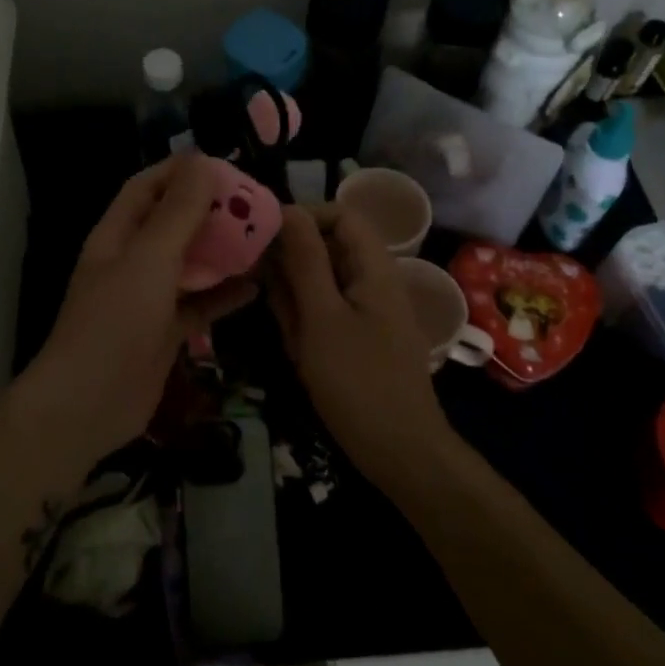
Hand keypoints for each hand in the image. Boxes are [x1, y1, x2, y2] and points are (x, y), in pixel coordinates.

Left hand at [22, 154, 256, 466]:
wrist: (88, 405)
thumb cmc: (115, 321)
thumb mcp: (149, 258)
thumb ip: (179, 212)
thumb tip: (203, 162)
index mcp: (118, 234)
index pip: (148, 187)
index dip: (181, 171)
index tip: (225, 165)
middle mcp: (132, 260)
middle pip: (173, 223)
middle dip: (210, 210)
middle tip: (255, 203)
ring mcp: (148, 297)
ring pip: (190, 263)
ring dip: (222, 251)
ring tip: (263, 237)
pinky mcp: (165, 331)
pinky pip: (199, 304)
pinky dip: (224, 295)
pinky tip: (257, 287)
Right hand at [267, 204, 453, 487]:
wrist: (401, 455)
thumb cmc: (358, 381)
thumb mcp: (321, 317)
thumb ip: (304, 261)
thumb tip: (287, 210)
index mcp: (374, 268)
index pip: (341, 215)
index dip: (304, 216)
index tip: (264, 234)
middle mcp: (374, 281)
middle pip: (328, 248)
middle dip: (292, 264)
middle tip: (263, 288)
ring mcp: (368, 310)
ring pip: (321, 282)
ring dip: (295, 299)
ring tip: (286, 332)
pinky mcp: (359, 336)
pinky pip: (325, 311)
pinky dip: (305, 323)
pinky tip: (295, 348)